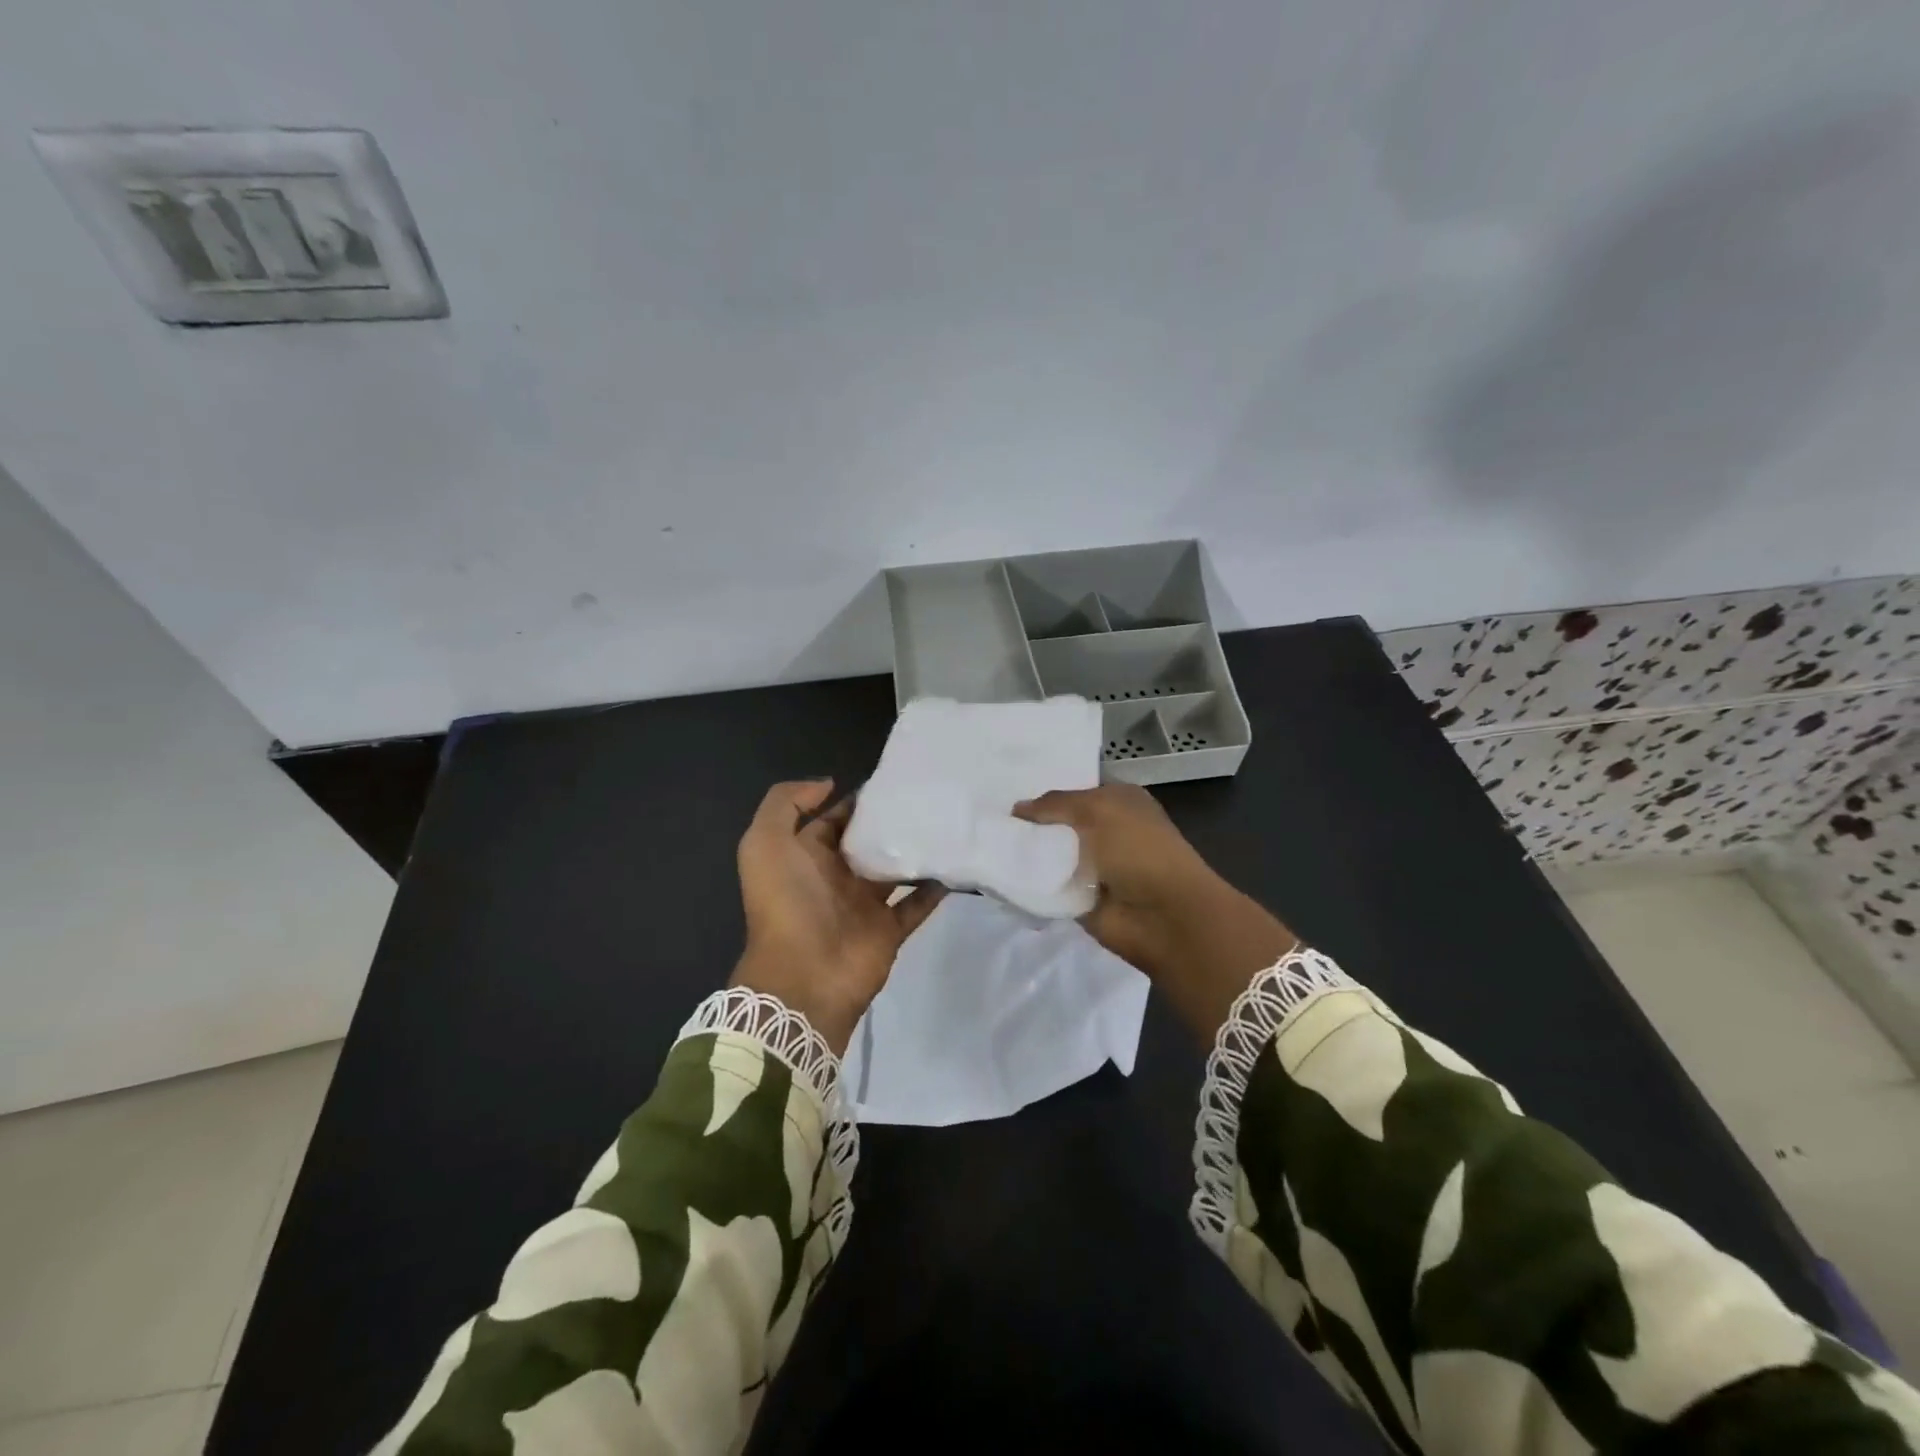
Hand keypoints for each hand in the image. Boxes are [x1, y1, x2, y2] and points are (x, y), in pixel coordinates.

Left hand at [732, 780, 944, 1053]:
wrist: (804, 976)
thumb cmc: (785, 903)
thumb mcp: (764, 843)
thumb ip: (785, 803)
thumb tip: (829, 784)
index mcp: (806, 857)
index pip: (834, 821)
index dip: (856, 802)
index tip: (890, 781)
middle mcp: (835, 878)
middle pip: (867, 843)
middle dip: (890, 821)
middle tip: (926, 796)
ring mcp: (864, 905)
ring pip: (895, 870)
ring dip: (915, 850)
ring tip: (946, 822)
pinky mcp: (889, 929)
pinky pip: (916, 903)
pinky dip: (935, 887)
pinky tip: (956, 863)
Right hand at [1015, 784, 1296, 1038]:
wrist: (1163, 916)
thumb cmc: (1138, 849)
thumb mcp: (1098, 809)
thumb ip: (1055, 804)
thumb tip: (1017, 809)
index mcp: (1119, 800)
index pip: (1074, 788)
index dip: (1044, 790)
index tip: (1006, 788)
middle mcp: (1107, 829)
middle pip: (1059, 821)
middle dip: (1030, 821)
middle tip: (989, 817)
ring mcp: (1093, 865)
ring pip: (1050, 853)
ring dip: (1026, 853)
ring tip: (987, 842)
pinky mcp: (1080, 897)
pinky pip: (1047, 885)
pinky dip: (1029, 883)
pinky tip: (1000, 873)